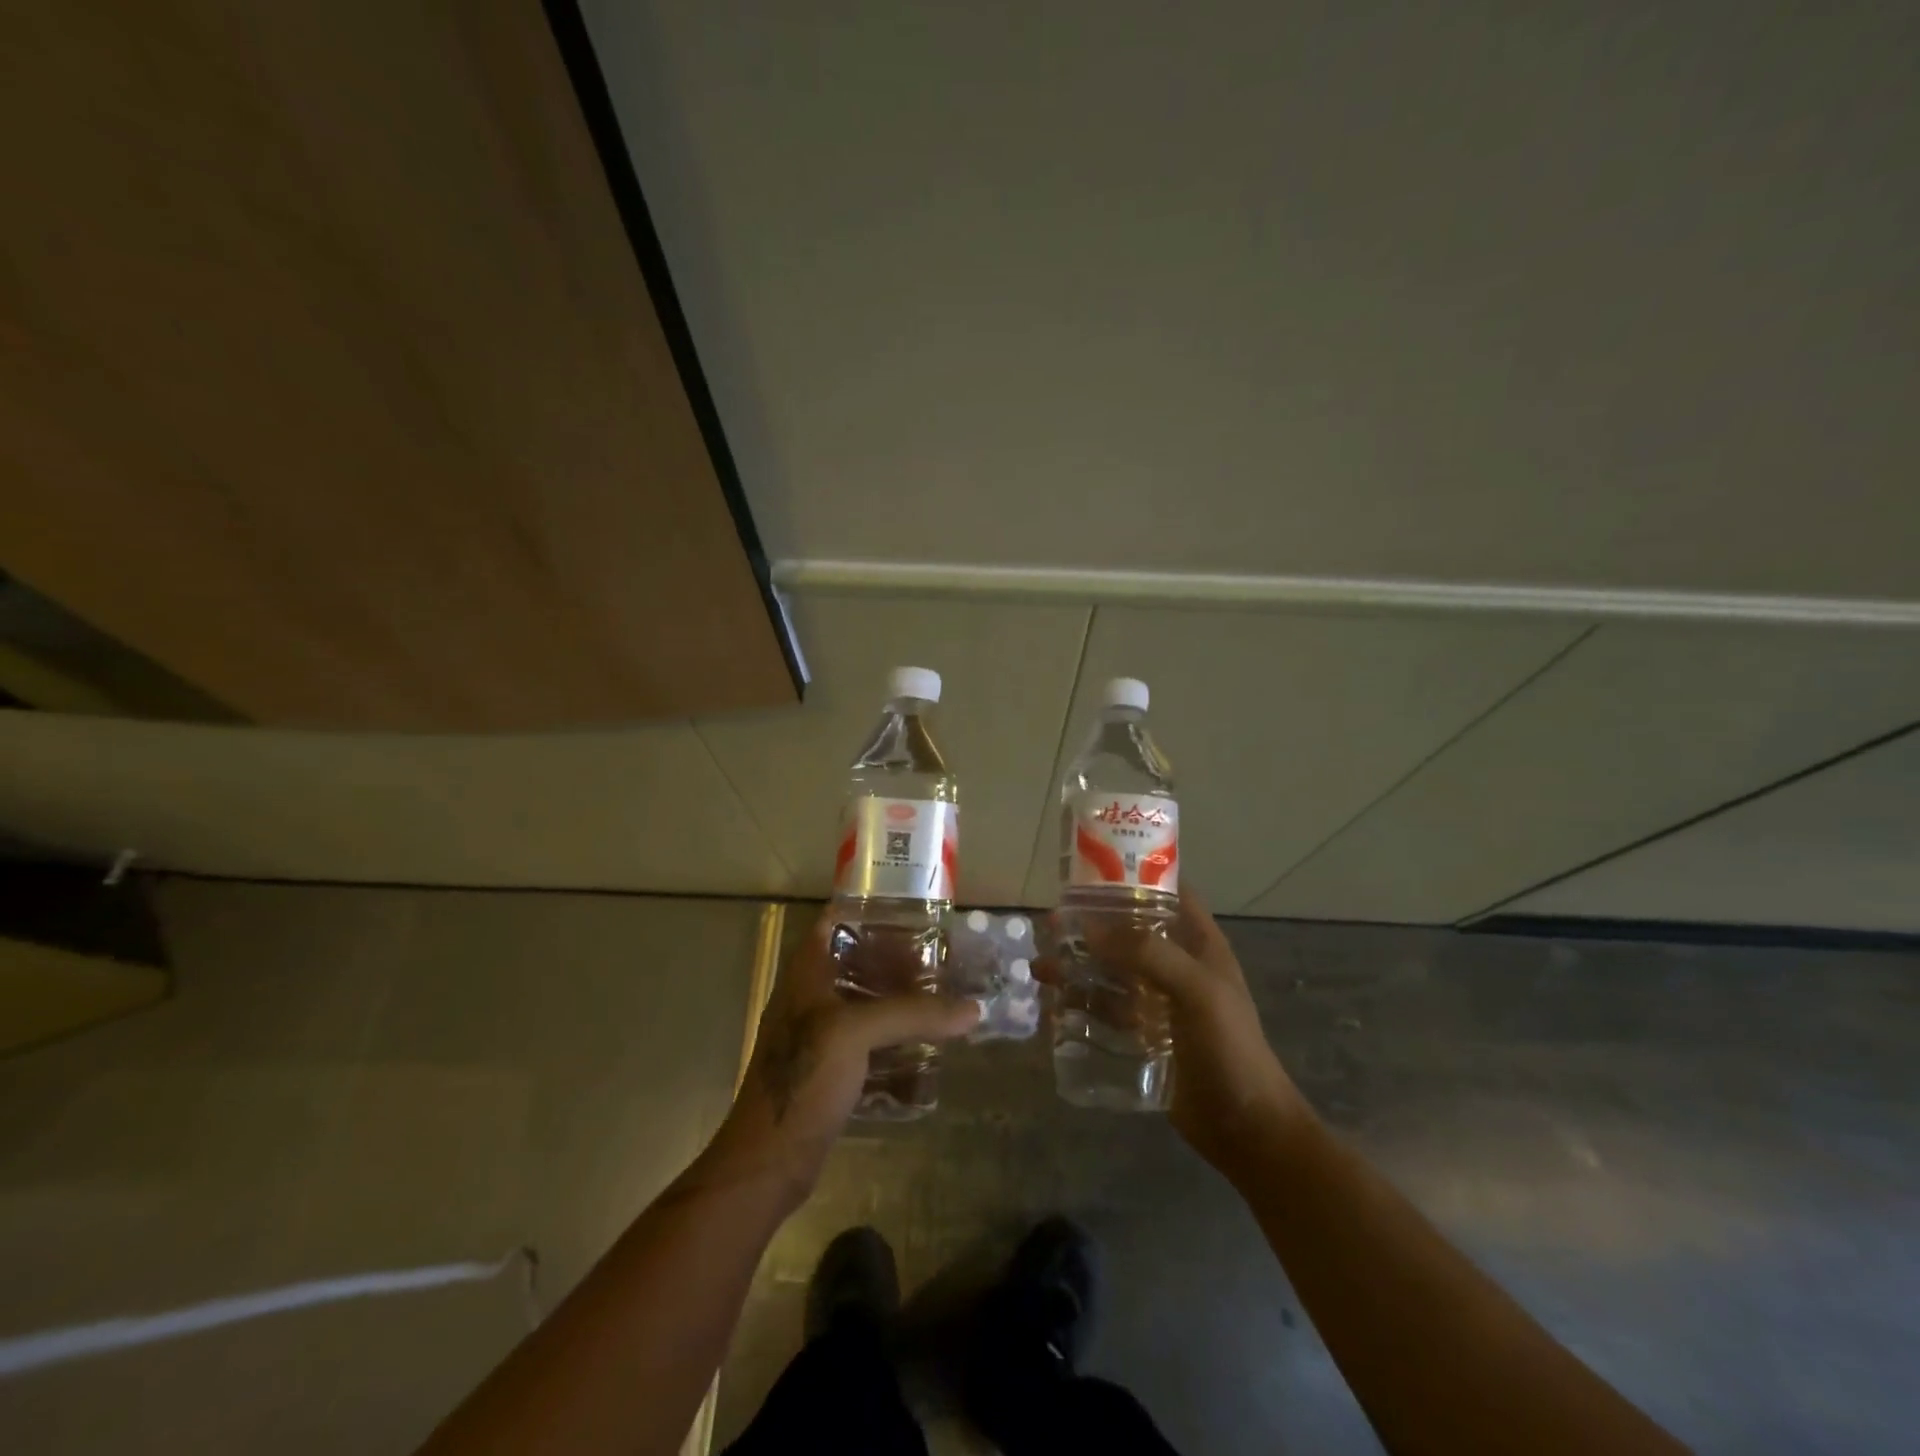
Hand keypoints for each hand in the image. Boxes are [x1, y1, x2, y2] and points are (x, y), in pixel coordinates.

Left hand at [703, 909, 979, 1204]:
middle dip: (895, 959)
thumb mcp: (855, 1032)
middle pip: (856, 964)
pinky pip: (871, 1045)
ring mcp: (820, 1038)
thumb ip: (913, 1014)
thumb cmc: (803, 1078)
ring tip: (941, 997)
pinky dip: (896, 1042)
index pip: (832, 923)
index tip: (909, 910)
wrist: (769, 1161)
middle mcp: (811, 1000)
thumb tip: (973, 1009)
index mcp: (806, 976)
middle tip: (938, 957)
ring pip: (865, 1005)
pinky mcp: (832, 1072)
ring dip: (899, 1002)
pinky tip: (927, 1047)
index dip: (866, 911)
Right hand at [1042, 887, 1312, 1176]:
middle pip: (1128, 933)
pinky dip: (1080, 1004)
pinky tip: (1053, 1006)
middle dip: (1091, 927)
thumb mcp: (1197, 990)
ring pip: (1111, 973)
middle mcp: (1176, 966)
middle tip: (1052, 925)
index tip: (1090, 875)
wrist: (1245, 1129)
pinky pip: (1106, 1011)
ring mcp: (1158, 1003)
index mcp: (1199, 945)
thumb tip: (1089, 927)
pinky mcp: (1143, 1036)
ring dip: (1078, 967)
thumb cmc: (1230, 1048)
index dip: (1133, 879)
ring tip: (1041, 969)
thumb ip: (1147, 953)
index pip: (1166, 895)